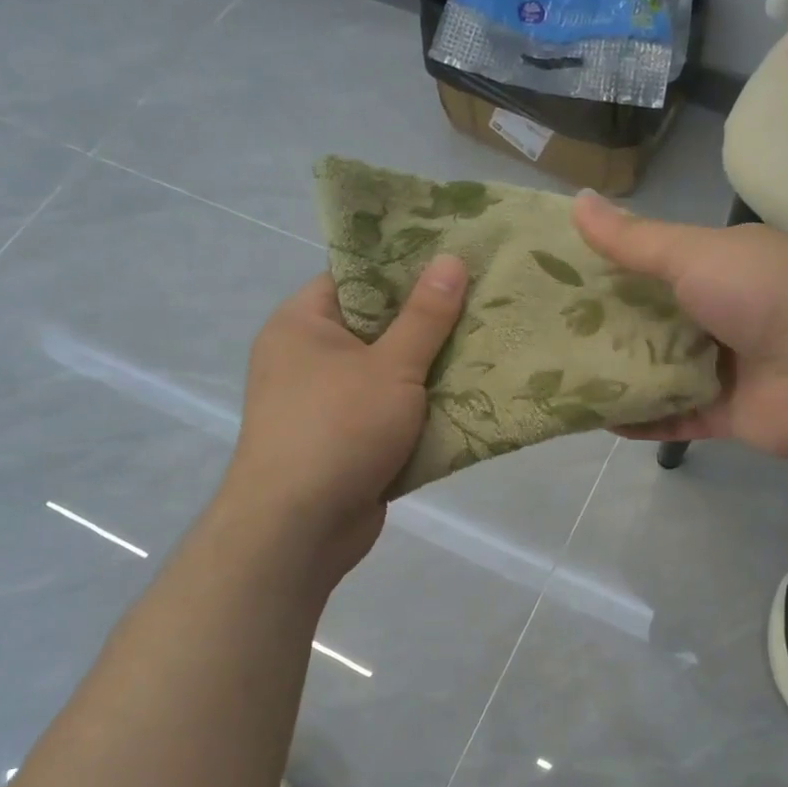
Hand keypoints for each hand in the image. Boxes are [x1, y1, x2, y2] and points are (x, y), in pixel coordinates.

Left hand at [226, 255, 466, 574]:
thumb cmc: (339, 429)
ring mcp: (324, 404)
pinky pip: (388, 415)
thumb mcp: (391, 366)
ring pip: (387, 375)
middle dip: (428, 325)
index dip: (404, 270)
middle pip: (376, 328)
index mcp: (302, 323)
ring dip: (430, 373)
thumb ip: (424, 316)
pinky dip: (420, 413)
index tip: (455, 264)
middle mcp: (306, 358)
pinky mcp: (344, 443)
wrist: (299, 527)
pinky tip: (468, 403)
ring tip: (488, 350)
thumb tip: (450, 259)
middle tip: (484, 306)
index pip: (356, 278)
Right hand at [574, 192, 787, 457]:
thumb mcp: (695, 253)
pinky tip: (597, 419)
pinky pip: (674, 418)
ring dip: (618, 376)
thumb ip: (634, 239)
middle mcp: (719, 314)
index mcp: (718, 267)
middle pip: (650, 322)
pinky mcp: (725, 414)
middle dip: (604, 328)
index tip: (552, 276)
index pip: (651, 265)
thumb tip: (576, 201)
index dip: (604, 268)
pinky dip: (641, 420)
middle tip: (543, 333)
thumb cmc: (766, 294)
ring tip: (558, 379)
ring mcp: (724, 367)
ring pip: (659, 373)